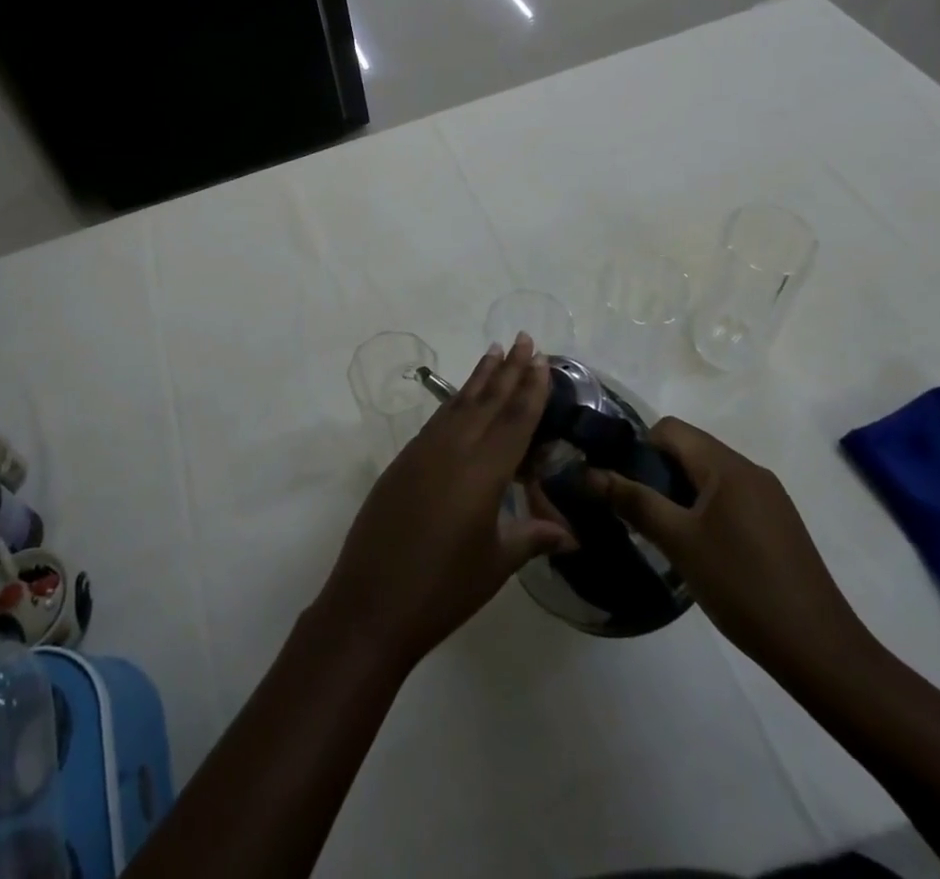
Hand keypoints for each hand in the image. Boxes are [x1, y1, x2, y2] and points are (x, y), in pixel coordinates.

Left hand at [314, 335, 576, 671]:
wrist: (371, 602)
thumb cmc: (443, 589)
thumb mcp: (495, 564)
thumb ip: (531, 537)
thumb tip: (569, 534)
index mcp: (483, 472)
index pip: (514, 420)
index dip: (530, 388)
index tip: (540, 357)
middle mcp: (453, 449)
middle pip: (487, 401)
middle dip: (508, 369)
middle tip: (522, 338)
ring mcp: (423, 451)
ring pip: (459, 404)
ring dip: (479, 378)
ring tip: (494, 352)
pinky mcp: (403, 460)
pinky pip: (438, 420)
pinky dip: (455, 402)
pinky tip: (462, 398)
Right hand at [591, 418, 870, 676]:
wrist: (821, 651)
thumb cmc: (743, 587)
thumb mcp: (679, 542)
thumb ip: (633, 501)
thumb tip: (589, 473)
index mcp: (727, 466)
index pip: (670, 429)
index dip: (639, 448)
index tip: (624, 485)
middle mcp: (751, 471)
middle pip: (689, 450)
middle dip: (657, 473)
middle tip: (638, 513)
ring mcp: (769, 498)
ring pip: (708, 476)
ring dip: (679, 494)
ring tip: (665, 534)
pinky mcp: (778, 525)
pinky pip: (729, 499)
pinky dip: (705, 511)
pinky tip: (700, 551)